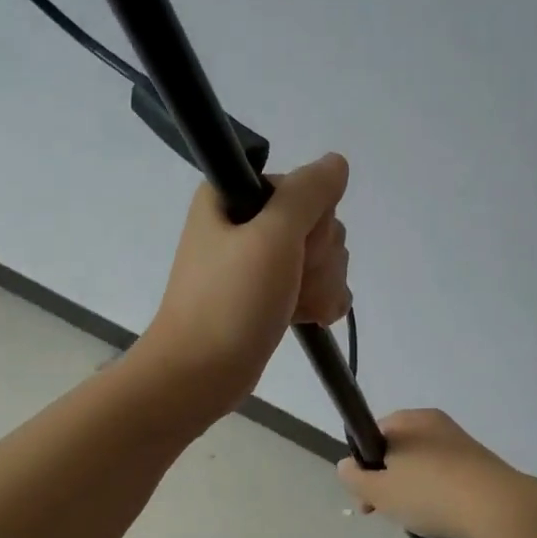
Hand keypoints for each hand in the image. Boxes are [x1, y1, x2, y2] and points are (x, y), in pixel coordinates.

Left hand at [135, 153, 352, 418]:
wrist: (200, 374)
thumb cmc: (230, 301)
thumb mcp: (272, 236)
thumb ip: (308, 193)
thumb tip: (336, 163)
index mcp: (234, 198)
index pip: (303, 188)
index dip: (310, 220)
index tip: (291, 247)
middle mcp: (246, 223)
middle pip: (318, 224)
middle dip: (317, 259)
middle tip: (286, 283)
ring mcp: (258, 261)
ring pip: (322, 257)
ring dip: (320, 285)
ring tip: (292, 307)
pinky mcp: (267, 294)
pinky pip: (314, 284)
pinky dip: (319, 301)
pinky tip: (309, 317)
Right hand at [337, 409, 531, 537]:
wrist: (499, 509)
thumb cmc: (430, 494)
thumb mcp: (380, 491)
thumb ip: (355, 478)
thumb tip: (345, 466)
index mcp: (406, 420)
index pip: (371, 437)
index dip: (362, 468)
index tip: (365, 499)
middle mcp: (432, 422)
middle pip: (397, 451)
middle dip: (387, 482)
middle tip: (386, 513)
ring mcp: (459, 441)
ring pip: (421, 465)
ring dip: (412, 489)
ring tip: (417, 519)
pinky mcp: (480, 462)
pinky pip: (446, 475)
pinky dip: (438, 493)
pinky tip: (442, 517)